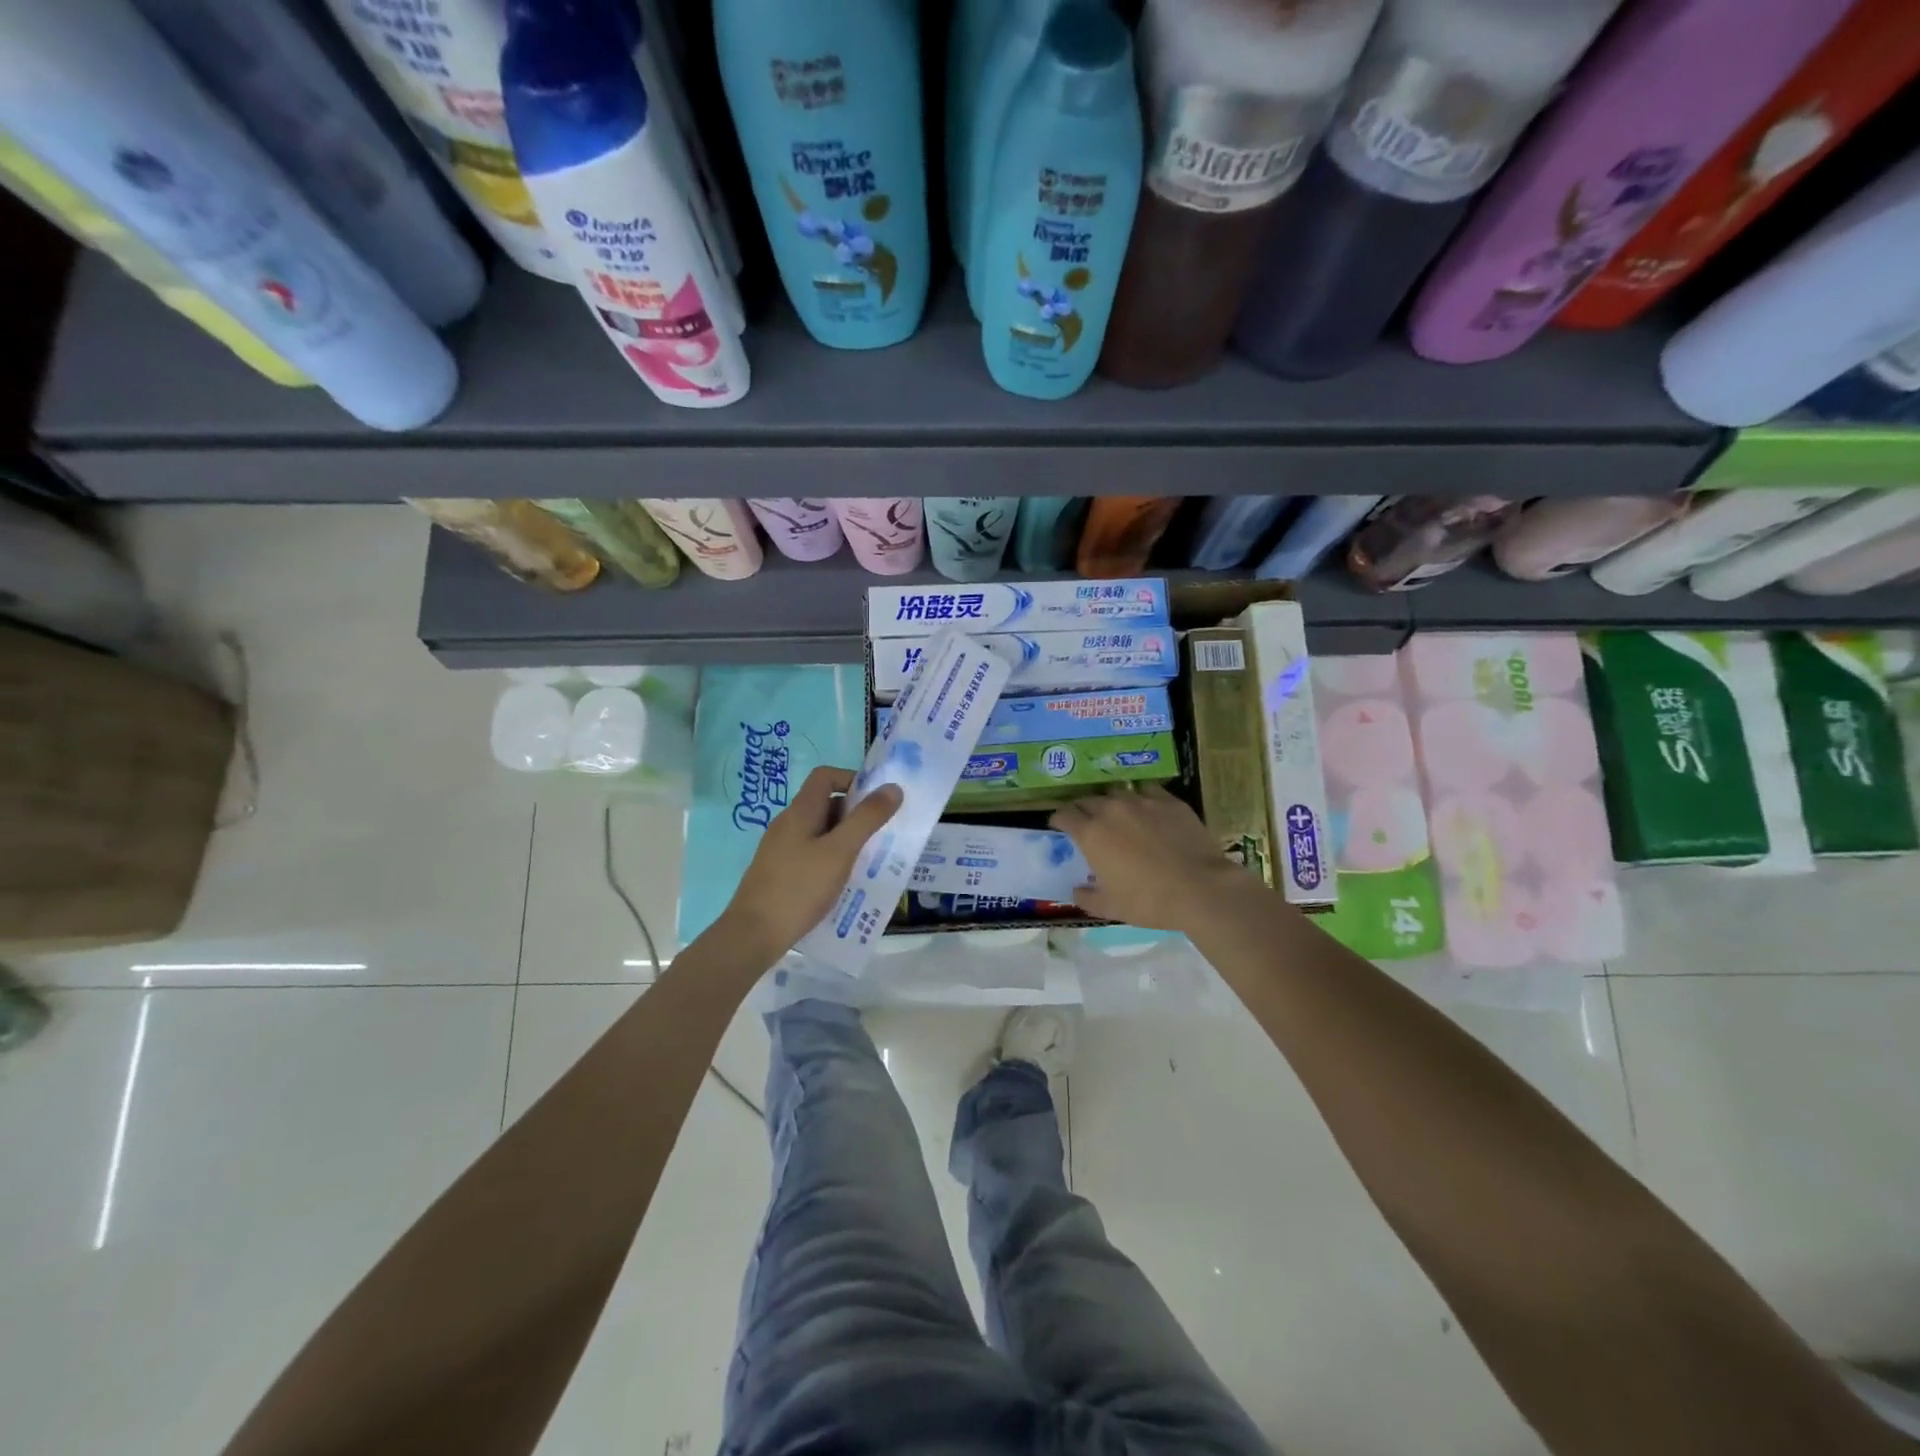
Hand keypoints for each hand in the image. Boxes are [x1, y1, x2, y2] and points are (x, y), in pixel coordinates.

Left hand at [721, 766, 902, 963]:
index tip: (876, 802)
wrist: (753, 934)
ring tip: (866, 861)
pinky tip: (841, 882)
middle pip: (824, 803)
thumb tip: (893, 788)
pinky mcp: (778, 871)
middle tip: (878, 835)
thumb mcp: (841, 851)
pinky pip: (810, 853)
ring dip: (844, 839)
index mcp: (800, 811)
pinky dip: (830, 858)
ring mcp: (780, 848)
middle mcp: (787, 823)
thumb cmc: (800, 888)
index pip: (825, 775)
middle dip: (854, 814)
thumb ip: (867, 818)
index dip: (852, 779)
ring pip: (819, 831)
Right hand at [1050, 786, 1258, 931]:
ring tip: (1116, 814)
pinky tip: (1147, 809)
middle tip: (1086, 822)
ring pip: (1117, 793)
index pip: (1064, 815)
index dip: (1058, 820)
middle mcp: (1111, 809)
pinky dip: (1141, 798)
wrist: (1200, 888)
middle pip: (1087, 800)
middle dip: (1082, 809)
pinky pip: (1147, 791)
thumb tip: (1076, 890)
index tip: (1058, 826)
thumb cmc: (1148, 900)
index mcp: (1091, 833)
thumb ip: (1086, 897)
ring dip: (1110, 802)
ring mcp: (1142, 801)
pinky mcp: (1169, 800)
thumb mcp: (1110, 907)